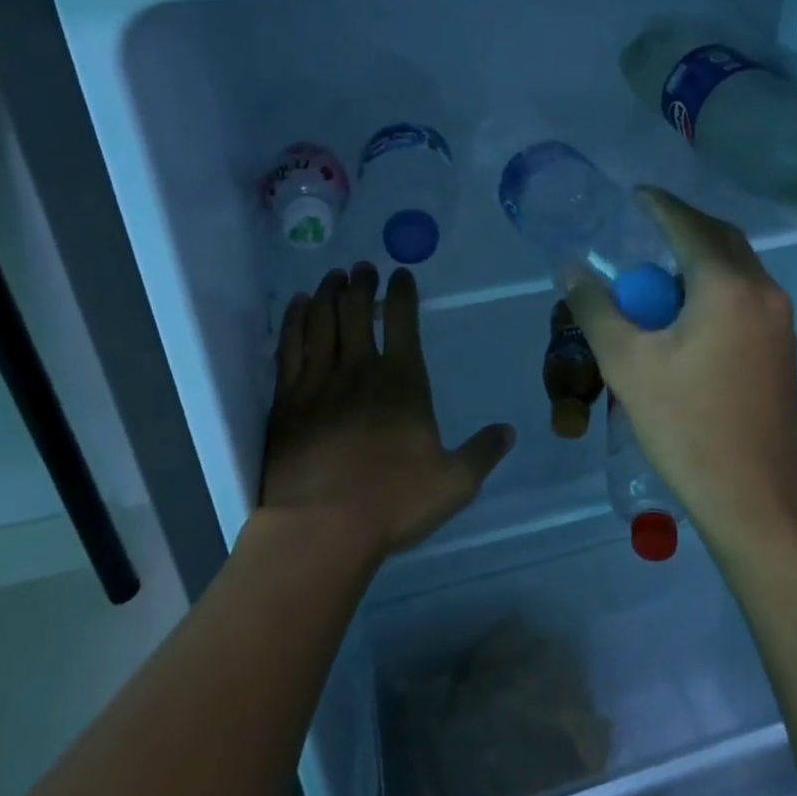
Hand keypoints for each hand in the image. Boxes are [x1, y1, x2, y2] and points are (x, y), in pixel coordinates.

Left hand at [261, 263, 514, 565]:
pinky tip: (296, 307)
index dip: (403, 293)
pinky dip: (294, 322)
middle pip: (358, 312)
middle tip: (362, 267)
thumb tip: (509, 431)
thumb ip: (482, 453)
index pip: (404, 323)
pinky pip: (290, 348)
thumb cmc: (394, 502)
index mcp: (403, 382)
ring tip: (333, 277)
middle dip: (362, 285)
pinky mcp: (287, 401)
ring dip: (328, 295)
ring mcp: (319, 383)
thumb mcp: (454, 483)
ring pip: (322, 323)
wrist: (322, 528)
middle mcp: (360, 370)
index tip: (400, 273)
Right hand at [568, 190, 796, 539]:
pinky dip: (716, 280)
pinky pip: (746, 290)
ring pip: (738, 264)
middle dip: (683, 224)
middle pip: (721, 238)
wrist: (756, 496)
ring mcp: (780, 318)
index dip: (659, 206)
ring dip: (701, 254)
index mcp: (727, 287)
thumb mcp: (627, 364)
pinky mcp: (783, 343)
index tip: (633, 194)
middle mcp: (763, 291)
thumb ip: (596, 309)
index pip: (688, 226)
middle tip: (645, 226)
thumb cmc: (686, 426)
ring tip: (660, 265)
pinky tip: (688, 305)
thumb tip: (571, 270)